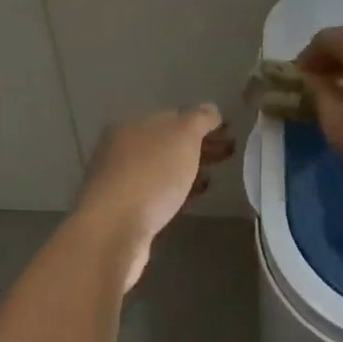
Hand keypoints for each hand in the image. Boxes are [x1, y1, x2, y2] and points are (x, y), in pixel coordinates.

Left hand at [74, 105, 233, 289]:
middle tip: (229, 153)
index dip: (202, 122)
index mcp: (133, 125)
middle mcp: (122, 149)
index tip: (228, 131)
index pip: (174, 116)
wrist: (113, 231)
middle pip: (168, 143)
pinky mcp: (124, 211)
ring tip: (214, 177)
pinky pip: (158, 193)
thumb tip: (211, 110)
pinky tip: (193, 197)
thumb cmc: (151, 174)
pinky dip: (178, 191)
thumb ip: (200, 119)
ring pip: (163, 169)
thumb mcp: (183, 135)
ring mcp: (121, 181)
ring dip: (189, 170)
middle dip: (199, 146)